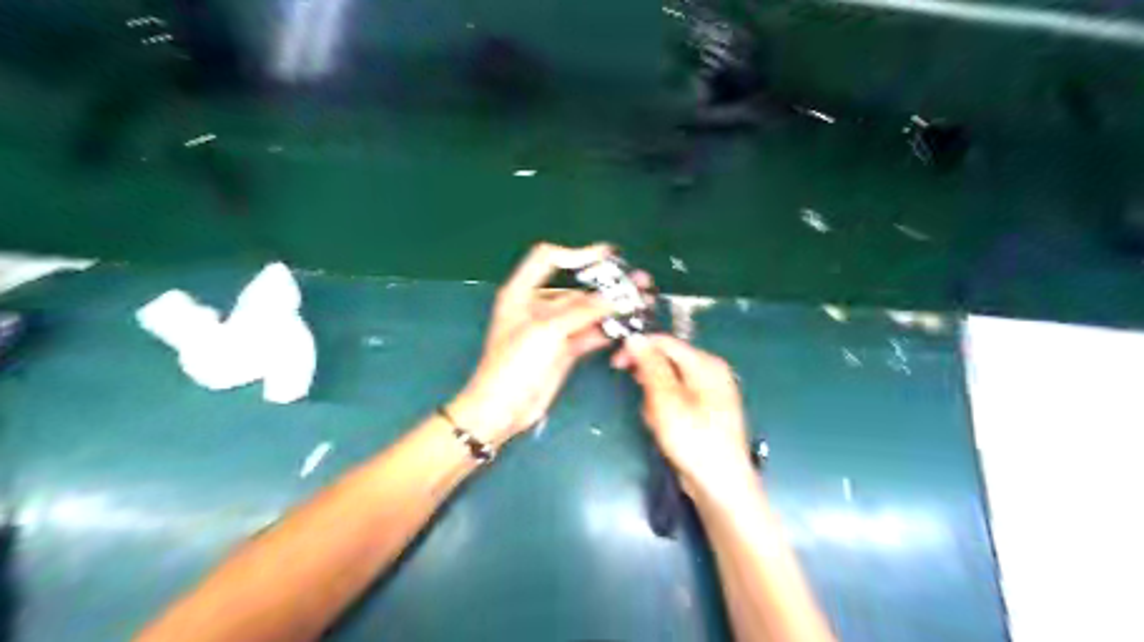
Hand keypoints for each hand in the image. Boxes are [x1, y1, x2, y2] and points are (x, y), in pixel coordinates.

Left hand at [452, 242, 642, 449]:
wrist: (504, 409)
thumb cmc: (513, 365)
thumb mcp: (545, 331)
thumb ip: (581, 311)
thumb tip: (614, 297)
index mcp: (521, 292)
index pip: (549, 259)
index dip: (577, 253)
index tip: (607, 256)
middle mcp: (538, 306)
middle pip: (576, 288)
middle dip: (606, 285)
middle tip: (636, 282)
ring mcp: (554, 329)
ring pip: (587, 311)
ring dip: (613, 307)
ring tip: (641, 302)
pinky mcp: (565, 349)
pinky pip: (590, 333)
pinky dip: (608, 329)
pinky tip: (628, 326)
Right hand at [612, 333, 757, 498]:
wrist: (720, 484)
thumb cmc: (693, 440)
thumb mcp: (666, 400)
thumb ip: (650, 366)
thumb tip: (635, 338)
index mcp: (705, 363)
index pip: (665, 342)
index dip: (638, 349)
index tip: (615, 364)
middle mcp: (711, 371)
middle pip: (667, 361)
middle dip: (648, 381)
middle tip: (644, 405)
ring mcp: (710, 391)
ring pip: (668, 382)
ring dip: (655, 400)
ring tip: (657, 423)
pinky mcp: (705, 410)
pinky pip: (676, 398)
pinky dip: (665, 410)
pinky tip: (665, 429)